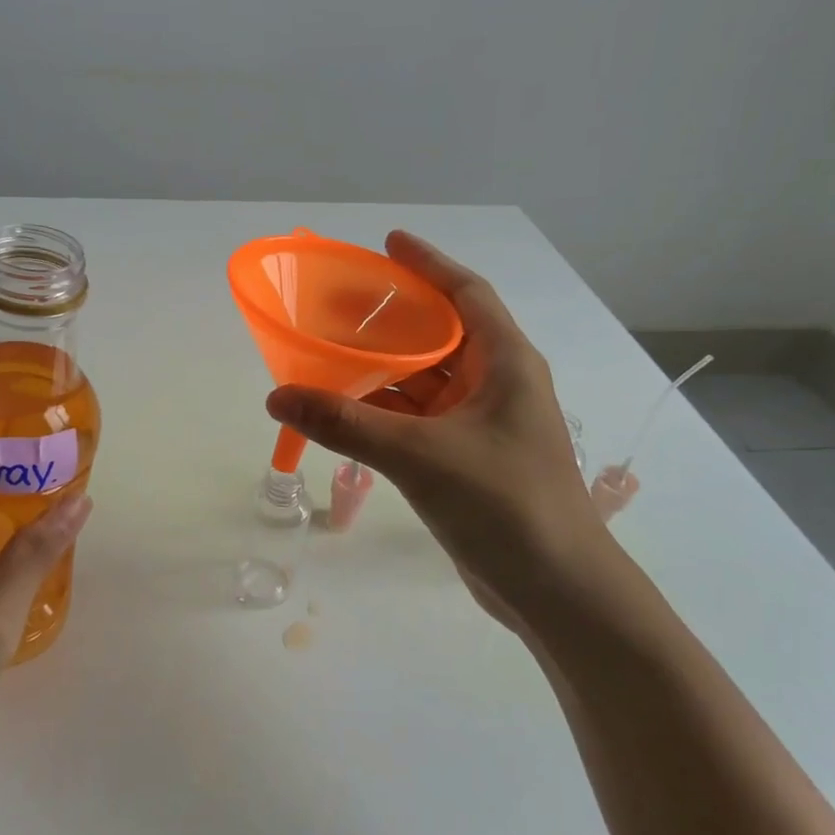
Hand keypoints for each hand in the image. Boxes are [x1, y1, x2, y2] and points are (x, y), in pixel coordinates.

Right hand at [266, 233, 607, 633]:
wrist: (557, 591)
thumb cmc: (504, 504)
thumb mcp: (419, 455)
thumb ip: (345, 425)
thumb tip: (276, 397)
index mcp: (505, 363)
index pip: (467, 293)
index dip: (428, 264)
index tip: (388, 243)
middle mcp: (498, 385)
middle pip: (441, 334)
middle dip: (394, 318)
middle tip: (341, 304)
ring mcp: (484, 425)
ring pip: (427, 381)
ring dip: (384, 369)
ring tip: (331, 354)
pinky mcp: (469, 459)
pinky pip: (420, 418)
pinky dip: (386, 411)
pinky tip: (348, 411)